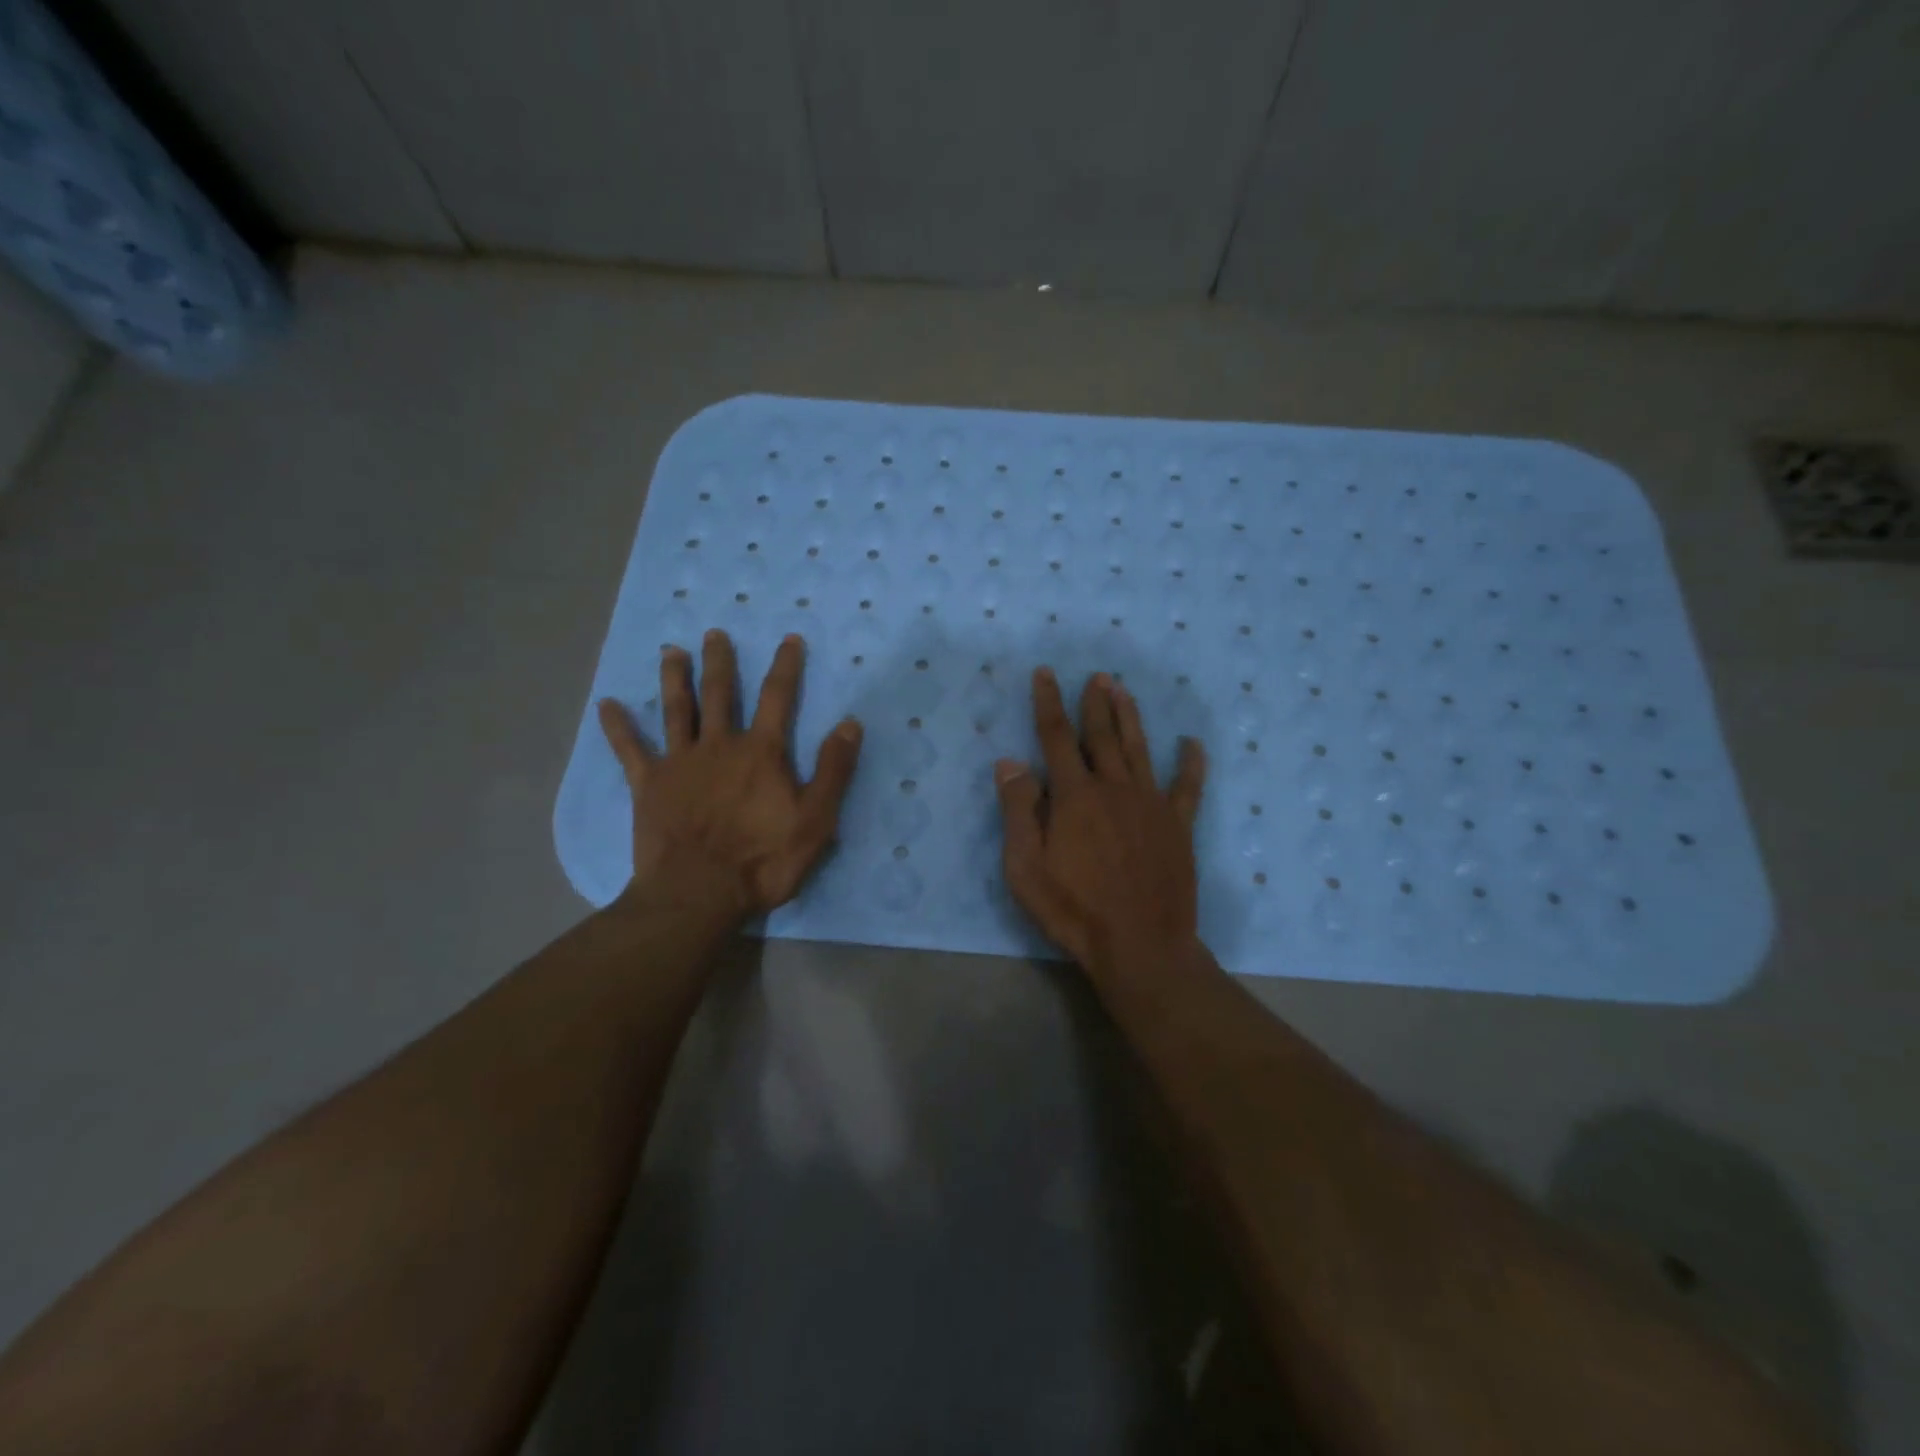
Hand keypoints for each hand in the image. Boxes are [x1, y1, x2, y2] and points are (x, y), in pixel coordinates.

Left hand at [597, 629, 862, 922]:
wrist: (698, 894)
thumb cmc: (762, 860)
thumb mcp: (816, 820)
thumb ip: (833, 770)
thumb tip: (849, 723)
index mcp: (761, 752)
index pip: (778, 698)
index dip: (786, 666)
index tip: (789, 639)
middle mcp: (719, 745)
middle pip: (720, 693)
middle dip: (720, 661)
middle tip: (714, 633)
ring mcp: (680, 763)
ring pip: (677, 710)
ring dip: (675, 678)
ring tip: (672, 651)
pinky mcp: (649, 786)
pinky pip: (630, 750)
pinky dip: (618, 727)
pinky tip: (607, 705)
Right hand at [995, 668, 1207, 979]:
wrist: (1140, 946)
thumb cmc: (1073, 909)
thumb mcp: (1025, 867)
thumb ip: (1018, 811)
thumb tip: (1010, 762)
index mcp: (1075, 796)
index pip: (1057, 737)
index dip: (1048, 702)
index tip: (1046, 674)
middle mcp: (1115, 788)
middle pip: (1102, 735)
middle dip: (1096, 703)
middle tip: (1096, 676)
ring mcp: (1151, 805)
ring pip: (1139, 749)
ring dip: (1130, 717)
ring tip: (1124, 691)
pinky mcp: (1178, 826)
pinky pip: (1187, 787)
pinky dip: (1191, 764)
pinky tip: (1192, 744)